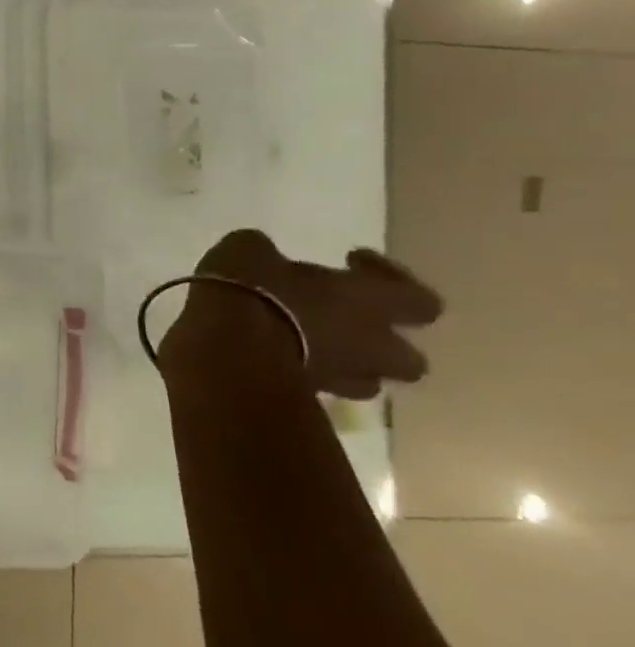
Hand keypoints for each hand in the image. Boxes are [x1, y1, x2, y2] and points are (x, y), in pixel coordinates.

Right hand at [164, 229, 443, 398]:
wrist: (226, 347)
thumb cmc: (251, 291)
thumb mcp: (247, 251)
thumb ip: (266, 254)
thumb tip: (263, 257)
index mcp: (369, 302)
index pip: (420, 299)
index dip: (392, 279)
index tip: (350, 261)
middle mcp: (369, 345)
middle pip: (410, 359)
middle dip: (382, 343)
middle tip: (345, 322)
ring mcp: (339, 376)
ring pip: (365, 380)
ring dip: (346, 364)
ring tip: (311, 346)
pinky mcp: (305, 395)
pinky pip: (318, 387)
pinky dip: (306, 374)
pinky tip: (274, 356)